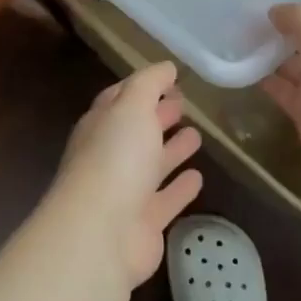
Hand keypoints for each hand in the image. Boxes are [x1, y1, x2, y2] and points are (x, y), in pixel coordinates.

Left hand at [53, 62, 203, 286]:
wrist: (101, 233)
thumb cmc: (115, 159)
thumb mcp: (131, 107)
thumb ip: (148, 84)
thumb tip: (166, 67)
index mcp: (101, 124)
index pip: (120, 99)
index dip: (143, 87)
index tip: (170, 78)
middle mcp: (110, 156)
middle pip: (136, 131)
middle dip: (157, 116)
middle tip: (184, 103)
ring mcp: (125, 191)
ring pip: (152, 164)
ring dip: (172, 150)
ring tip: (197, 135)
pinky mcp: (144, 223)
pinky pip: (166, 199)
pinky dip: (180, 188)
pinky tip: (199, 177)